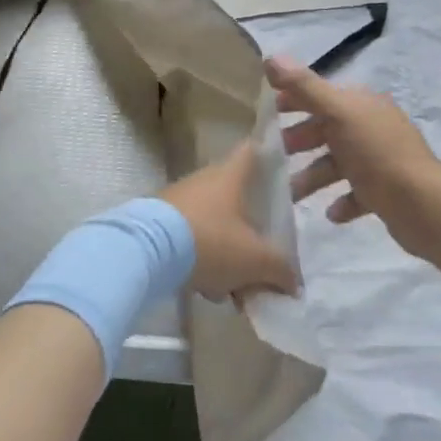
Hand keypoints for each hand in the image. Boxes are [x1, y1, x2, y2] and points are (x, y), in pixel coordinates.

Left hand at [159, 141, 297, 300]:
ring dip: (227, 253)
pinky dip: (202, 260)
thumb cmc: (210, 242)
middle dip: (251, 229)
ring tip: (234, 289)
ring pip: (215, 223)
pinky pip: (191, 238)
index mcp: (230, 176)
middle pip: (237, 197)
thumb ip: (280, 269)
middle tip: (263, 258)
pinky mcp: (159, 221)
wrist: (146, 251)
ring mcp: (179, 199)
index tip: (281, 167)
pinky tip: (206, 289)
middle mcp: (204, 180)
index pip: (253, 151)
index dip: (268, 155)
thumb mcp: (256, 260)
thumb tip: (293, 282)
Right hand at [266, 56, 440, 258]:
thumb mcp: (337, 113)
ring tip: (292, 194)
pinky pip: (357, 192)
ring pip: (337, 163)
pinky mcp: (387, 191)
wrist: (424, 205)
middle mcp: (372, 127)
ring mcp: (381, 160)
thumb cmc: (376, 153)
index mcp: (362, 104)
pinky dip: (341, 200)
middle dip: (299, 140)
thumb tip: (270, 57)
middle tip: (273, 155)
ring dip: (313, 176)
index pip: (321, 94)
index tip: (266, 112)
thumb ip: (304, 87)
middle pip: (327, 129)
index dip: (293, 99)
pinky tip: (330, 213)